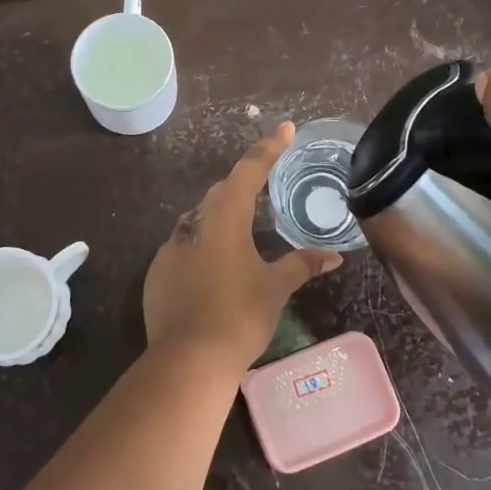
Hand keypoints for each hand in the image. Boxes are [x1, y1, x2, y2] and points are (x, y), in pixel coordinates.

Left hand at [143, 123, 343, 367]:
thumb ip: (302, 265)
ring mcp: (170, 249)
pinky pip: (182, 249)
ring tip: (241, 235)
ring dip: (219, 220)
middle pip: (220, 194)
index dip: (269, 149)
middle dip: (242, 186)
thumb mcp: (276, 288)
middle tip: (264, 188)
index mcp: (225, 219)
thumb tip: (334, 257)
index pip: (249, 171)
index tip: (285, 129)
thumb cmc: (239, 315)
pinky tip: (213, 272)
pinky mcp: (156, 274)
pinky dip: (200, 250)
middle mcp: (194, 225)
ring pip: (198, 221)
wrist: (188, 360)